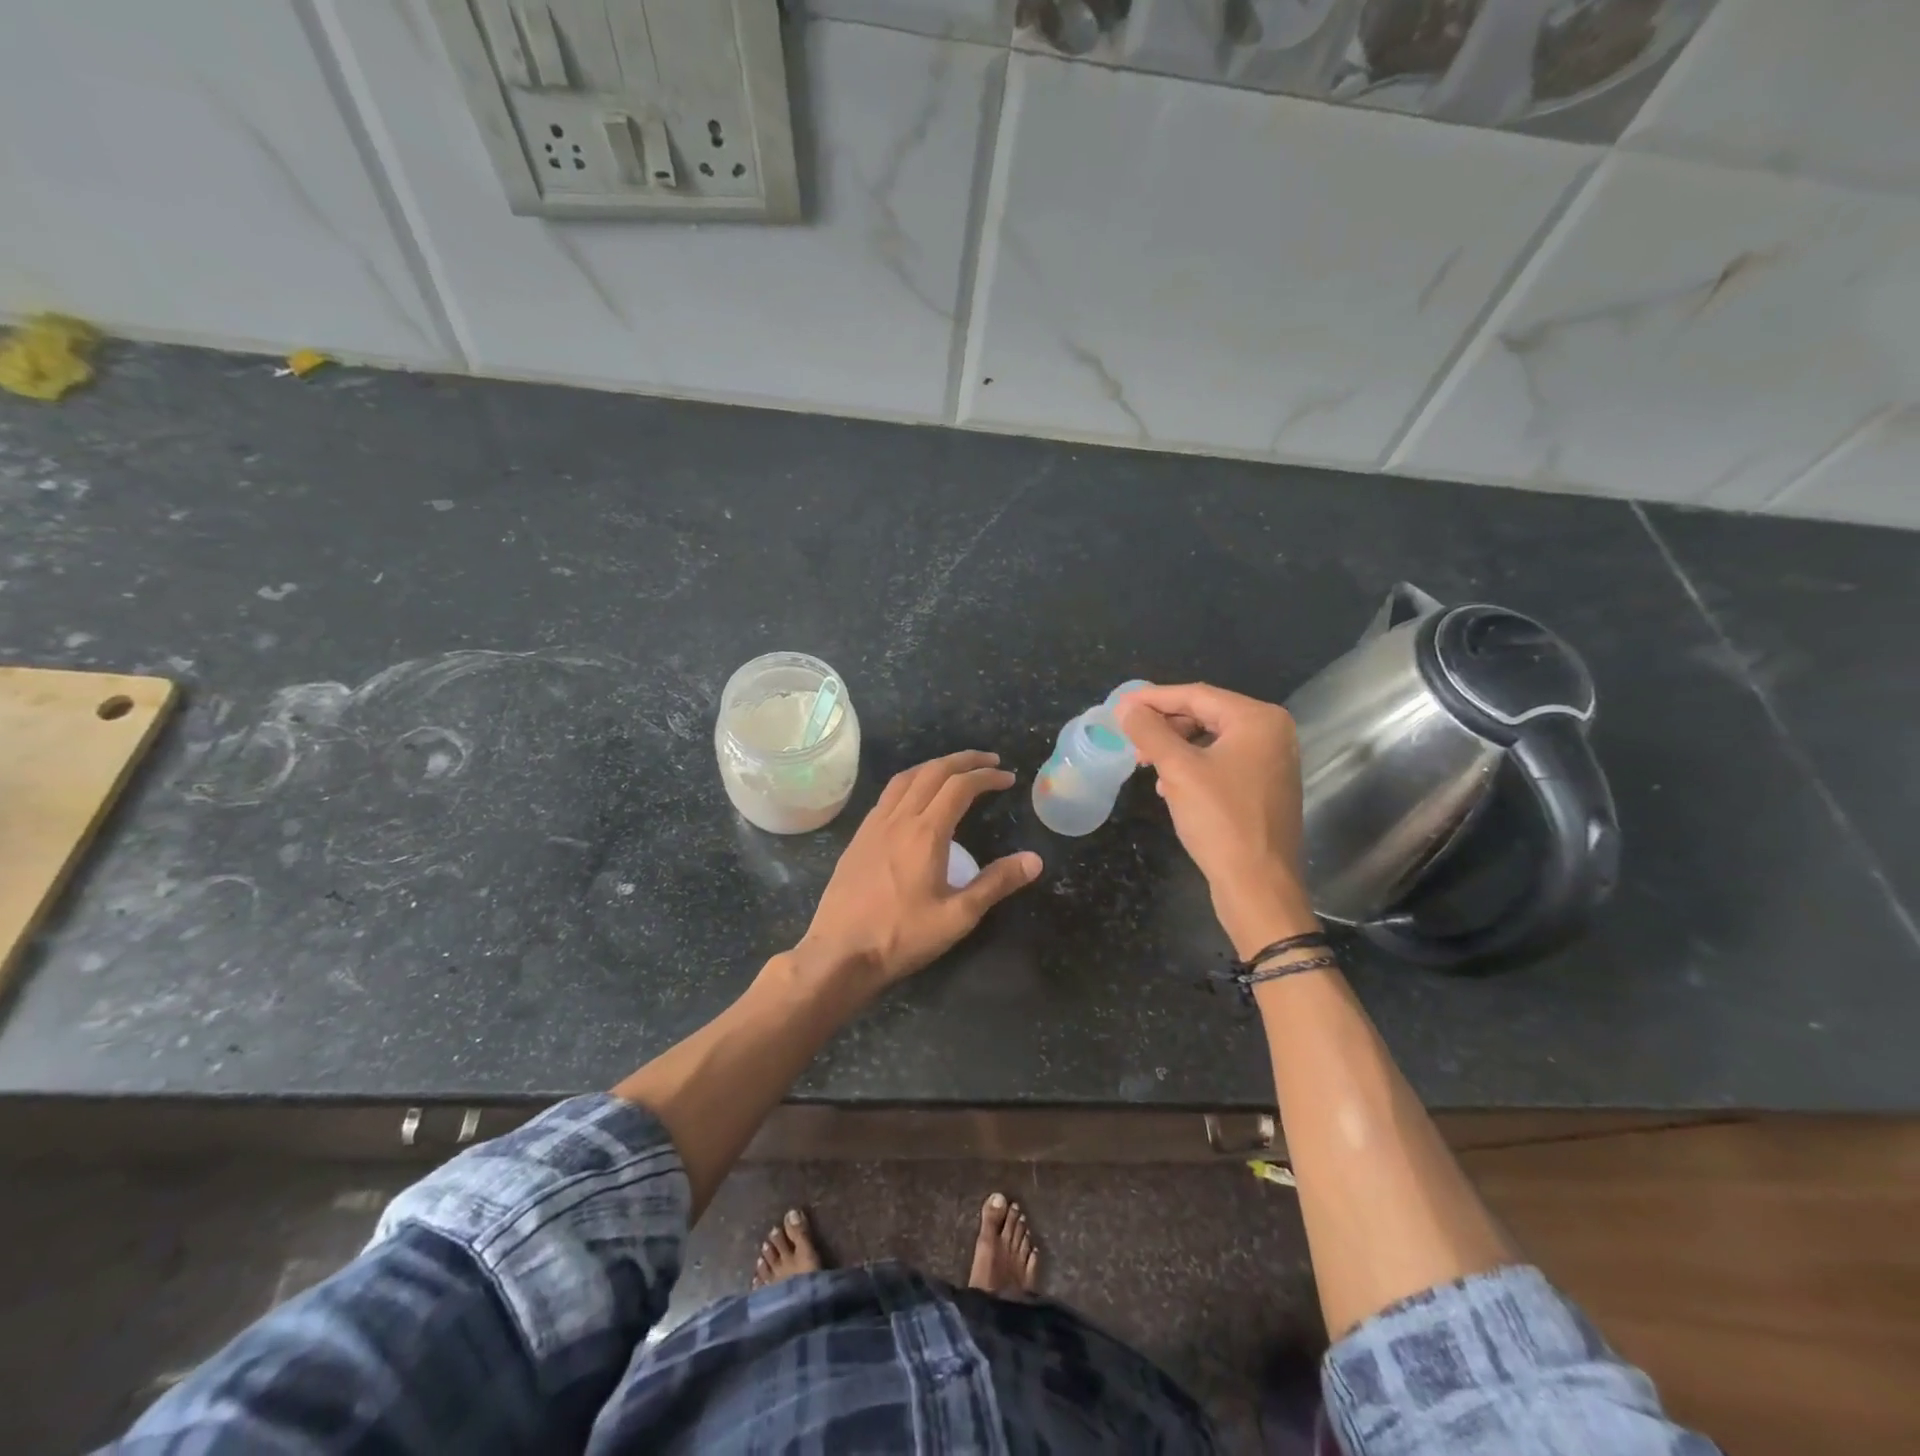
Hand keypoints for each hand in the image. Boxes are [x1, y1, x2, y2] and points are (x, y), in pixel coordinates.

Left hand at [799, 751, 1042, 990]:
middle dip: (963, 760)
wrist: (839, 953)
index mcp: (926, 832)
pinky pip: (887, 795)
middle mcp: (898, 818)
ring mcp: (874, 825)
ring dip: (934, 766)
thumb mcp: (957, 916)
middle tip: (988, 761)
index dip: (986, 776)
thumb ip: (996, 883)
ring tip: (955, 770)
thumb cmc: (901, 936)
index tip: (1007, 778)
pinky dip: (910, 782)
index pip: (960, 787)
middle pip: (932, 772)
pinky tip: (915, 799)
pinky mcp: (858, 838)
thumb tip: (1034, 859)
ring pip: (906, 778)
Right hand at [1115, 684, 1317, 956]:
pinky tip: (1169, 785)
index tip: (1118, 705)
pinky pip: (1222, 763)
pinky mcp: (1265, 788)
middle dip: (1164, 725)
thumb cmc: (1220, 820)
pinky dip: (1192, 767)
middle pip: (1206, 714)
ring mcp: (1272, 762)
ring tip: (1145, 763)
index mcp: (1258, 720)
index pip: (1196, 695)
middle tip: (1130, 738)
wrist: (1258, 886)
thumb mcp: (1178, 770)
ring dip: (1175, 747)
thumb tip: (1126, 707)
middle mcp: (1272, 733)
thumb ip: (1150, 732)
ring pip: (1212, 740)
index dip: (1153, 698)